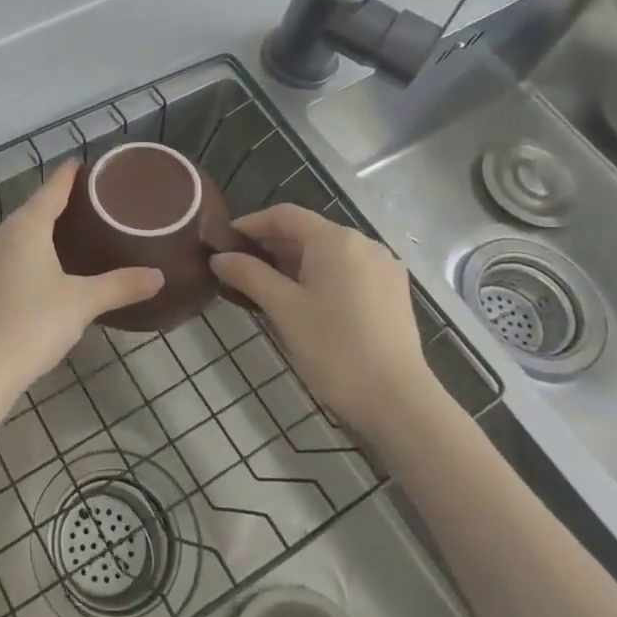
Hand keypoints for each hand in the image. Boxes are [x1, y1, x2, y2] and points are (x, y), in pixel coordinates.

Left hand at [0, 160, 162, 403]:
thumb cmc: (33, 325)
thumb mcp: (82, 303)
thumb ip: (121, 286)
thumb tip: (158, 276)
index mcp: (24, 228)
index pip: (51, 190)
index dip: (68, 176)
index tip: (84, 163)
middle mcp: (1, 235)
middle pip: (33, 208)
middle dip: (59, 201)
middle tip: (91, 199)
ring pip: (19, 231)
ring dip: (43, 226)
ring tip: (74, 227)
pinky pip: (10, 251)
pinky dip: (31, 247)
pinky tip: (47, 262)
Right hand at [210, 204, 430, 427]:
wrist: (397, 400)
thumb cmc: (334, 348)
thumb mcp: (283, 309)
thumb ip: (249, 275)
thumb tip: (219, 257)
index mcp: (336, 240)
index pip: (284, 216)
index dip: (251, 224)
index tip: (224, 242)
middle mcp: (364, 244)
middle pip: (308, 232)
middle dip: (271, 247)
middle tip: (238, 269)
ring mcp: (383, 268)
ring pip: (328, 254)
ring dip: (294, 264)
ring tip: (265, 288)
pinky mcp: (392, 293)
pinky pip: (347, 272)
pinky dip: (320, 277)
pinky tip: (303, 302)